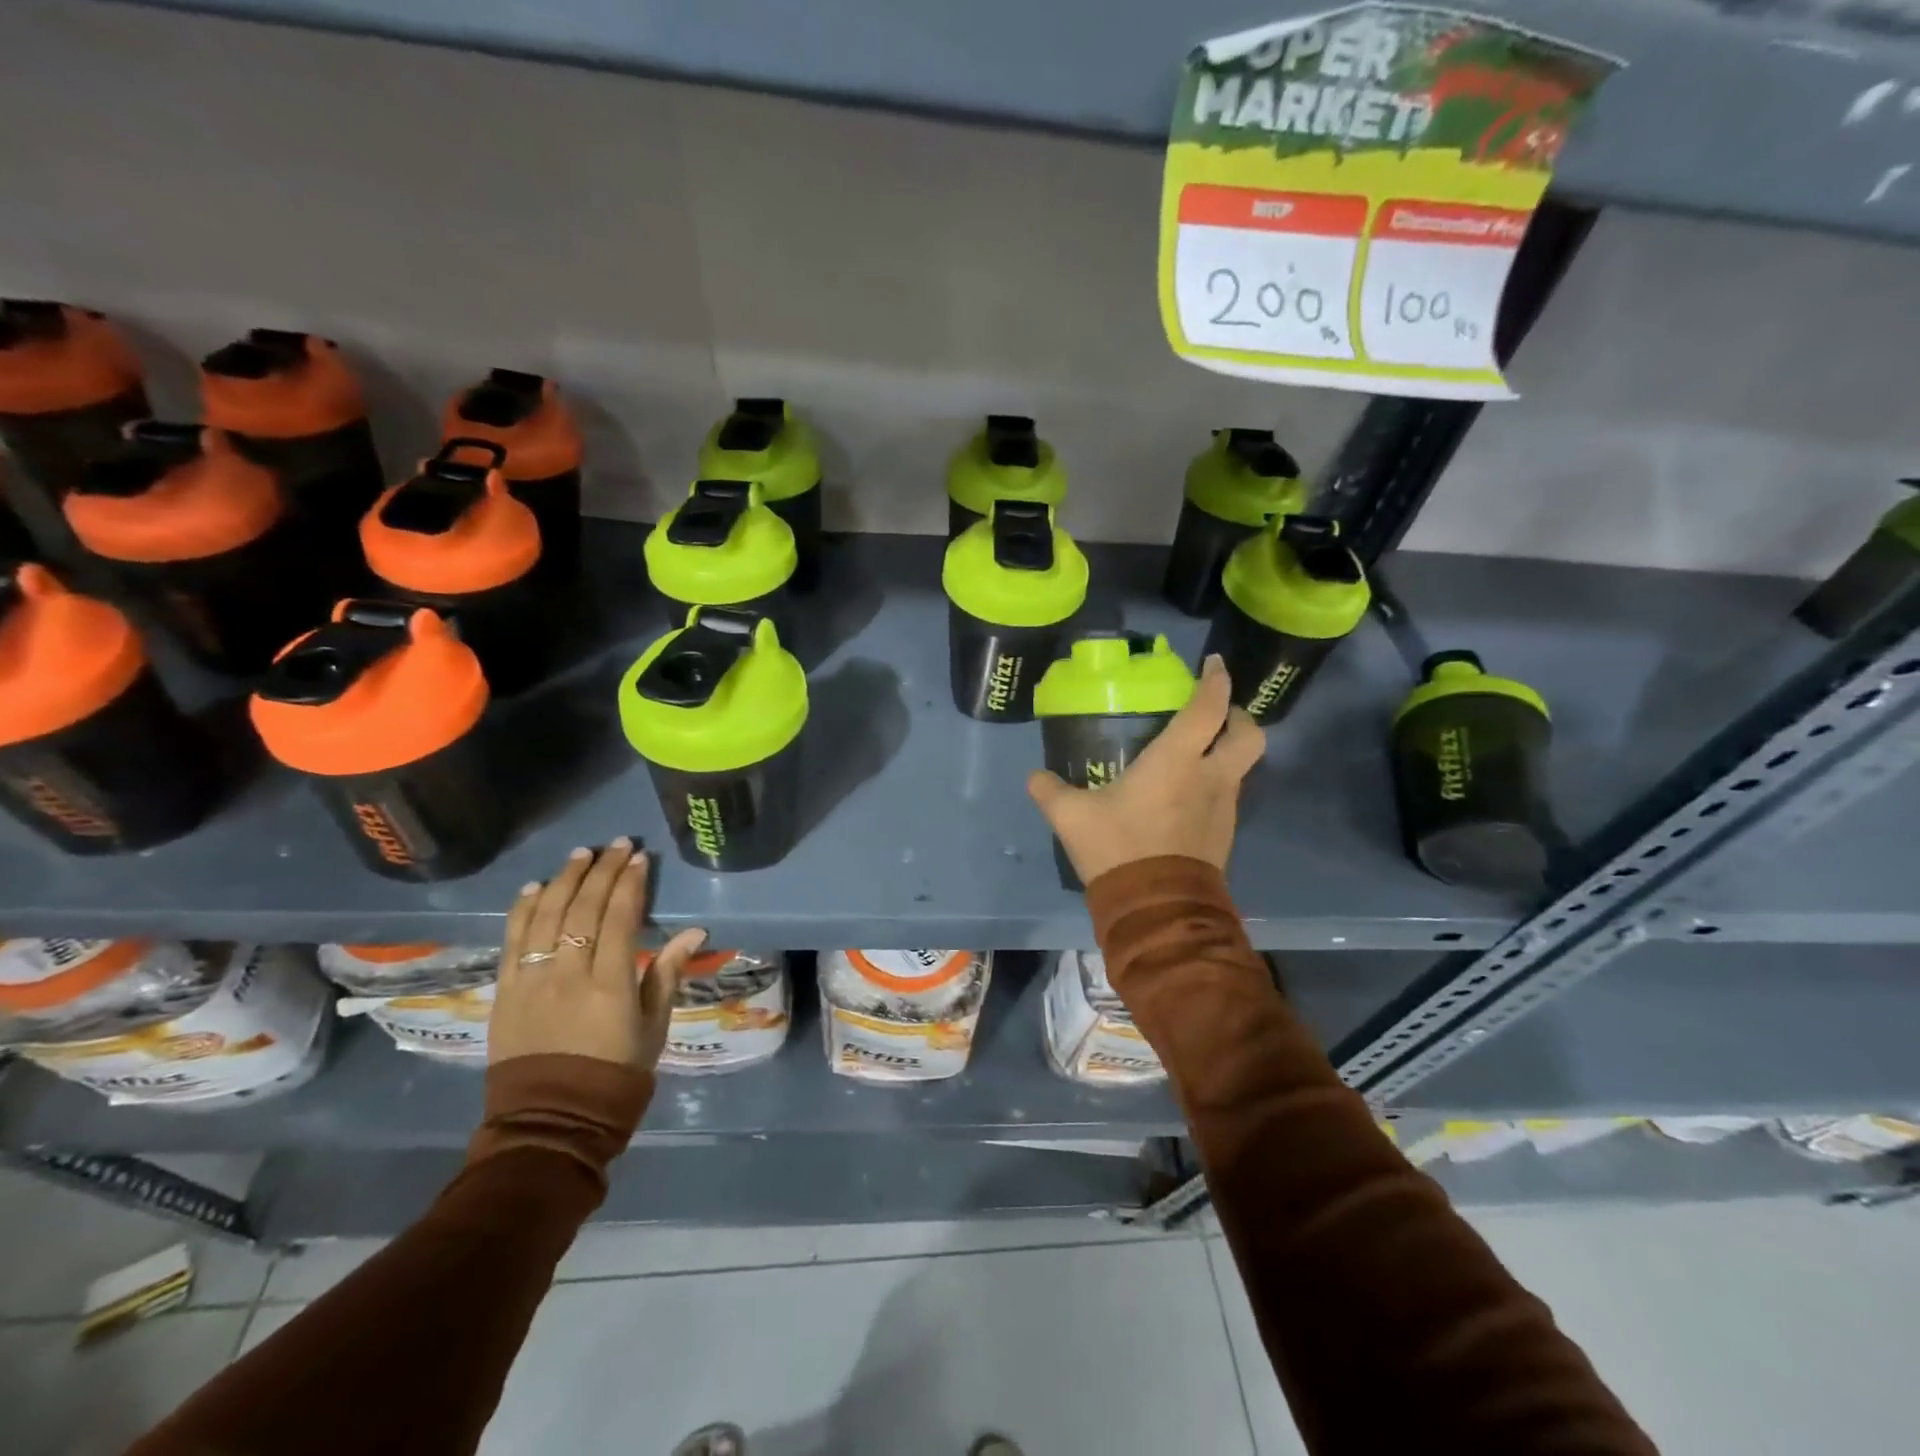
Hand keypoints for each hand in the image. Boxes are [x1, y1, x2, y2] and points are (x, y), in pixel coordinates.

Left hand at [490, 839, 707, 1070]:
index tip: (638, 858)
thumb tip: (695, 931)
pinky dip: (524, 910)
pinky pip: (512, 942)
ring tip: (580, 855)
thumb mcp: (653, 1026)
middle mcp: (568, 975)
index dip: (629, 884)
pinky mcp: (504, 992)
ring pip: (546, 917)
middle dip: (601, 872)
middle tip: (615, 845)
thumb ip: (667, 973)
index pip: (619, 919)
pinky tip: (536, 888)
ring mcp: (531, 982)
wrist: (552, 1120)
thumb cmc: (615, 1073)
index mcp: (610, 985)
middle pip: (583, 910)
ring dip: (564, 880)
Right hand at [1027, 654, 1264, 884]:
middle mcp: (1210, 777)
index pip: (1208, 708)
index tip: (1214, 664)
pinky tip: (1185, 794)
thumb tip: (1033, 777)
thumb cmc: (1119, 849)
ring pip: (1242, 767)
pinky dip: (1215, 783)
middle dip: (1238, 716)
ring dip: (1226, 752)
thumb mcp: (1072, 817)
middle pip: (1248, 735)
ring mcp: (1223, 808)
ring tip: (1194, 754)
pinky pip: (1228, 795)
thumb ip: (1050, 792)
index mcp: (1177, 761)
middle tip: (1215, 714)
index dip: (1215, 680)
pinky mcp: (1224, 834)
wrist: (1157, 908)